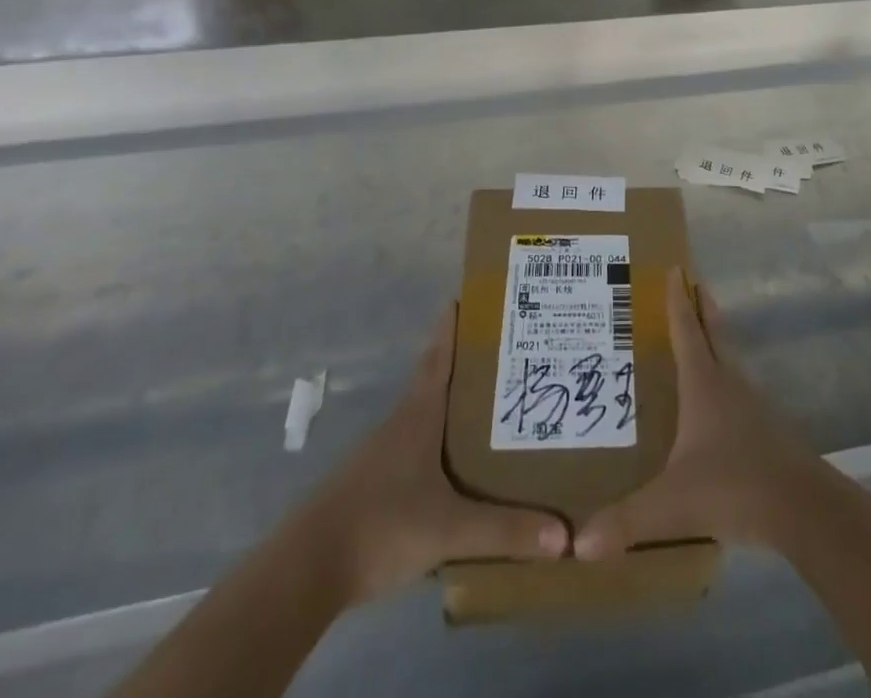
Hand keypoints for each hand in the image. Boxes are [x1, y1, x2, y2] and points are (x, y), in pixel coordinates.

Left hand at [312, 305, 567, 600]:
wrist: (306, 571)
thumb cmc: (381, 526)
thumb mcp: (448, 529)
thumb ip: (504, 530)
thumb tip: (564, 536)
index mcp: (418, 418)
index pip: (438, 360)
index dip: (450, 330)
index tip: (461, 299)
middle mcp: (399, 427)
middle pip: (433, 383)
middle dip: (462, 367)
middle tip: (500, 355)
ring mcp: (380, 458)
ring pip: (424, 420)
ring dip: (450, 409)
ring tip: (488, 410)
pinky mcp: (371, 488)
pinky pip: (414, 454)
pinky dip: (437, 448)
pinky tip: (454, 470)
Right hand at [574, 269, 829, 559]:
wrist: (802, 507)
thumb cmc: (734, 487)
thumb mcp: (672, 504)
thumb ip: (626, 520)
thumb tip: (576, 544)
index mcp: (704, 385)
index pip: (687, 331)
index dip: (677, 301)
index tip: (676, 268)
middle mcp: (728, 384)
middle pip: (714, 333)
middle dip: (701, 305)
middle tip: (693, 280)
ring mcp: (751, 405)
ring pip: (729, 358)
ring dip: (715, 336)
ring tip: (703, 329)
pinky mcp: (766, 428)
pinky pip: (738, 387)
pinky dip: (724, 374)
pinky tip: (721, 395)